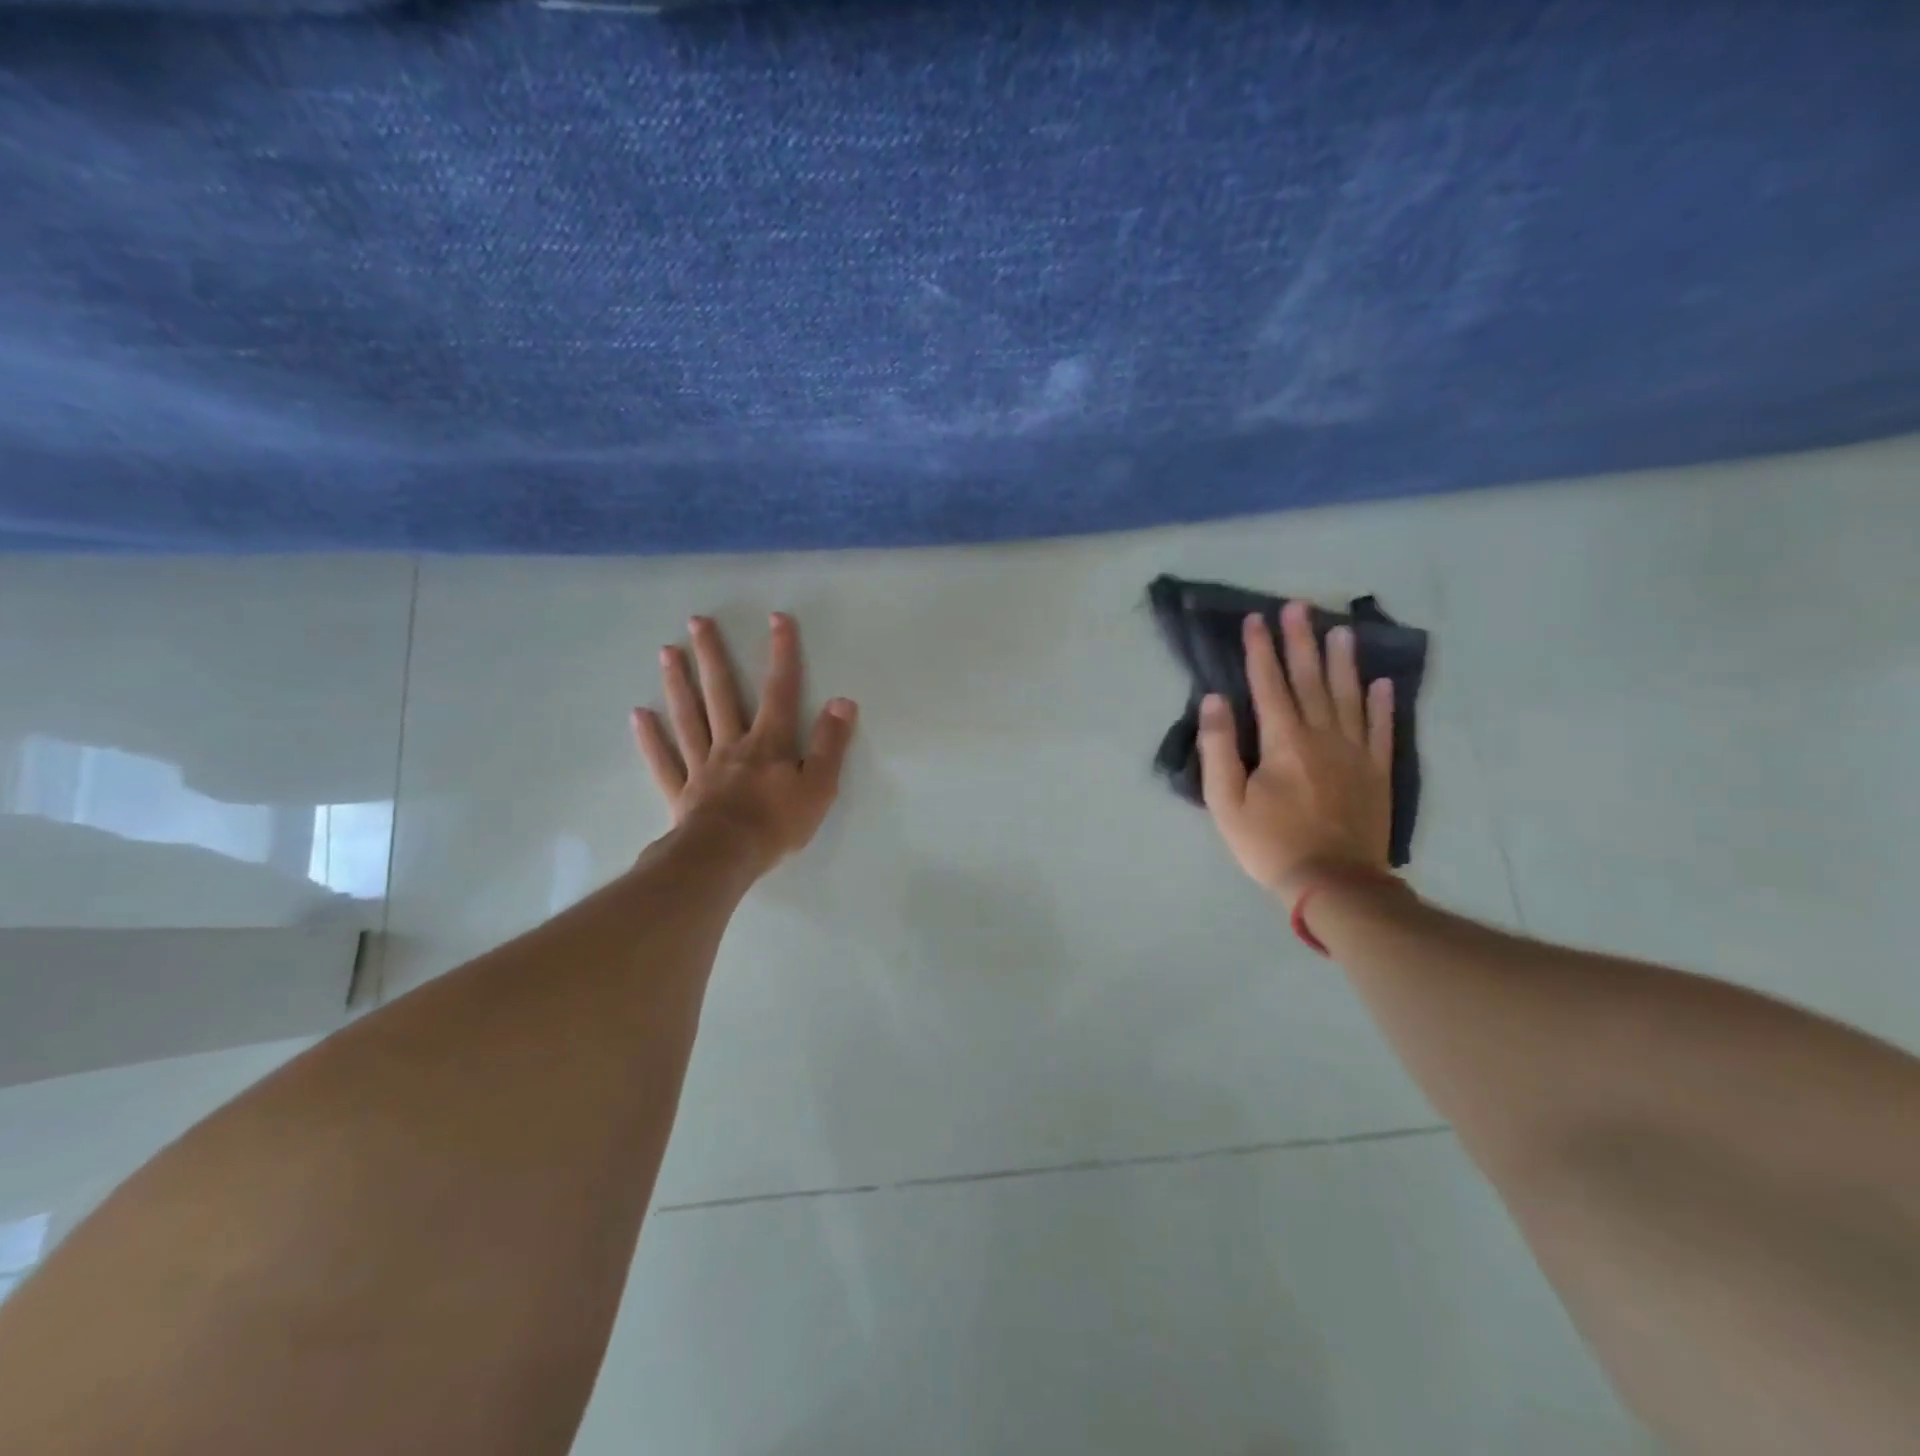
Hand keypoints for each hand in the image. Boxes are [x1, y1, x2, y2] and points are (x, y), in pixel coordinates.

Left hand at [632, 612, 856, 874]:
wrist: (725, 858)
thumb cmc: (777, 824)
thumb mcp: (819, 786)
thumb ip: (830, 743)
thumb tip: (842, 701)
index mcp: (768, 743)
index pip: (779, 690)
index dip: (781, 653)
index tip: (777, 618)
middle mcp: (732, 744)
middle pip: (721, 693)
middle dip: (711, 655)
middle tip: (696, 621)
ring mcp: (702, 766)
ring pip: (688, 718)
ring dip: (678, 684)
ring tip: (666, 652)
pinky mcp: (682, 792)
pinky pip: (663, 760)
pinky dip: (650, 738)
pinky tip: (639, 715)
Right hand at [1198, 600, 1394, 902]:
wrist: (1335, 884)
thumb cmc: (1271, 844)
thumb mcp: (1226, 802)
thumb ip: (1219, 748)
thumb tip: (1214, 700)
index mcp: (1284, 742)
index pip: (1269, 684)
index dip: (1260, 650)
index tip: (1255, 619)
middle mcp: (1322, 736)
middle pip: (1310, 679)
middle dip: (1301, 641)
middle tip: (1299, 606)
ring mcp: (1355, 752)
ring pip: (1348, 696)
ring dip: (1343, 661)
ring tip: (1341, 630)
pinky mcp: (1377, 772)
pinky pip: (1380, 729)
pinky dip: (1381, 703)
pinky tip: (1381, 683)